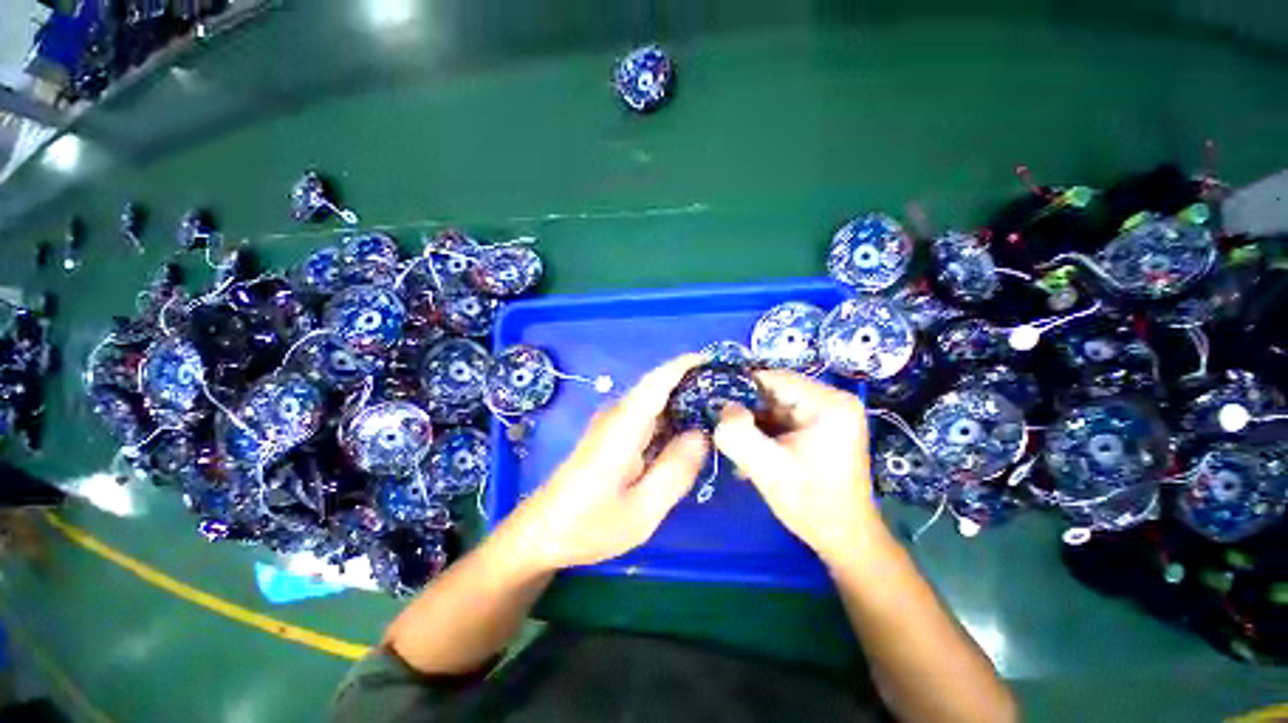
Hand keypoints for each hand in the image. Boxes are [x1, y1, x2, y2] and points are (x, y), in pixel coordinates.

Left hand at [503, 355, 708, 572]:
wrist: (541, 532)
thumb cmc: (588, 525)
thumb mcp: (641, 511)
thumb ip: (676, 471)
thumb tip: (703, 434)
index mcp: (624, 426)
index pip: (657, 381)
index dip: (685, 365)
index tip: (716, 361)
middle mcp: (617, 415)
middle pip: (659, 387)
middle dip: (693, 385)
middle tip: (730, 397)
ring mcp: (613, 424)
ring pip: (654, 402)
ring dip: (684, 402)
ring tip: (719, 413)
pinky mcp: (612, 435)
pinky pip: (648, 417)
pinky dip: (671, 419)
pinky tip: (689, 435)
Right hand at [713, 370, 883, 567]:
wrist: (845, 538)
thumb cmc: (811, 504)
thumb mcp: (767, 469)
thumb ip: (738, 434)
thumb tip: (723, 407)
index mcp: (829, 403)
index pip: (774, 378)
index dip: (741, 390)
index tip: (716, 407)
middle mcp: (833, 399)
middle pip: (774, 391)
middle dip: (748, 411)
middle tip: (726, 431)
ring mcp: (828, 412)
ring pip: (775, 404)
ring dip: (754, 423)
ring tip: (740, 447)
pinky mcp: (821, 425)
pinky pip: (783, 417)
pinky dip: (765, 431)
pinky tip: (754, 451)